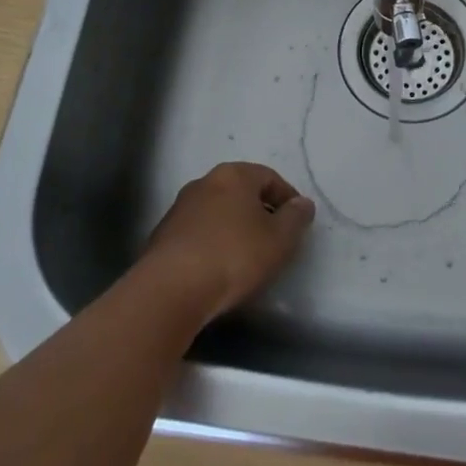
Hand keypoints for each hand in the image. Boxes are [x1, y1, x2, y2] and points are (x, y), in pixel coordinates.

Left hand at [141, 162, 315, 323]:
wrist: (170, 290)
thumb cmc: (233, 256)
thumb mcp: (279, 239)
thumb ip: (295, 218)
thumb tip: (302, 204)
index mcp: (234, 174)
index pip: (269, 177)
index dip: (288, 199)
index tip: (297, 224)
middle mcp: (204, 182)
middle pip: (241, 192)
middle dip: (260, 212)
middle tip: (274, 240)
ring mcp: (179, 208)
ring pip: (218, 212)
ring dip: (234, 228)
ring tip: (246, 258)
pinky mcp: (162, 236)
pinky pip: (198, 233)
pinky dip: (212, 244)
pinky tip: (218, 269)